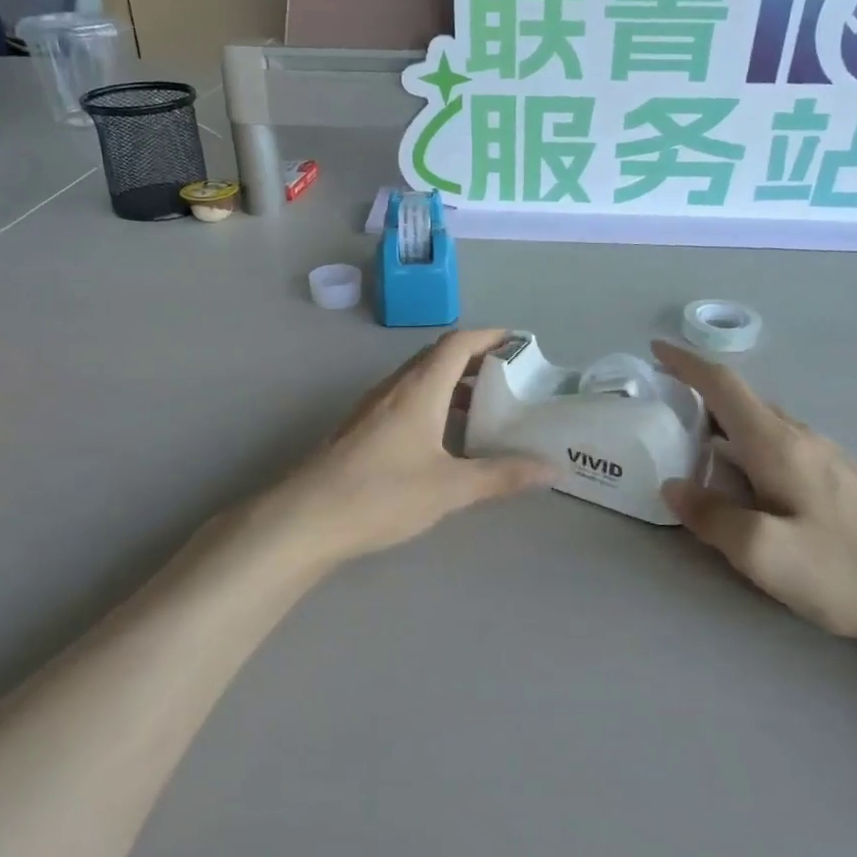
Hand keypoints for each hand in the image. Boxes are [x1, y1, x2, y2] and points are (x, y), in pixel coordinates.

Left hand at [267, 330, 553, 566]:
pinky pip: (405, 400)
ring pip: (419, 380)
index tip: (521, 343)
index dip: (491, 337)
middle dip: (476, 360)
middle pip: (438, 357)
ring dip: (453, 384)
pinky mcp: (360, 429)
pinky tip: (443, 439)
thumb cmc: (382, 494)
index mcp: (419, 388)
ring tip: (484, 409)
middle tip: (510, 379)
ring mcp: (372, 407)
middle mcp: (394, 388)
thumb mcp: (450, 488)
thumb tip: (551, 470)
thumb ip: (502, 476)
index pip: (458, 343)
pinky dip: (432, 404)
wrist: (305, 519)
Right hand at [655, 341, 856, 647]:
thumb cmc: (844, 570)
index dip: (686, 363)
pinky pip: (776, 444)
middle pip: (740, 400)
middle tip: (660, 405)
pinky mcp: (836, 479)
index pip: (724, 385)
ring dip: (720, 419)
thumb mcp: (763, 552)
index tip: (655, 350)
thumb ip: (711, 516)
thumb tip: (673, 486)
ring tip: (689, 439)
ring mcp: (823, 457)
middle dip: (697, 392)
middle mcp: (800, 438)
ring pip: (759, 423)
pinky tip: (738, 475)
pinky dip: (742, 443)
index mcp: (777, 444)